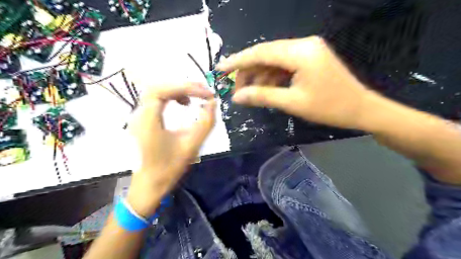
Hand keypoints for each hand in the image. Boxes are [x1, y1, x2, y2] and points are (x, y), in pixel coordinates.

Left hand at [125, 83, 215, 216]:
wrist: (150, 185)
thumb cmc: (169, 168)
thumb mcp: (191, 145)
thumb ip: (205, 123)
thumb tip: (213, 103)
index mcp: (148, 120)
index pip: (163, 91)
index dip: (186, 87)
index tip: (206, 94)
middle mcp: (139, 114)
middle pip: (159, 87)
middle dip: (183, 86)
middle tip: (203, 91)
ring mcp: (139, 116)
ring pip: (157, 91)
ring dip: (178, 90)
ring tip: (195, 97)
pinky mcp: (143, 120)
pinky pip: (157, 100)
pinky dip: (172, 97)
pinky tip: (183, 104)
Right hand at [218, 35, 371, 127]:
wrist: (362, 109)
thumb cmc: (330, 108)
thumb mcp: (292, 103)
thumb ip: (262, 96)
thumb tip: (236, 97)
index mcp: (300, 52)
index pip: (261, 52)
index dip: (238, 61)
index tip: (220, 69)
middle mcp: (303, 44)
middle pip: (266, 54)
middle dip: (248, 71)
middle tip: (235, 89)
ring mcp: (307, 50)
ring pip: (273, 60)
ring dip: (259, 75)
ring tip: (247, 92)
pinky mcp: (309, 59)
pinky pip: (284, 65)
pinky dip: (272, 76)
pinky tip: (264, 88)